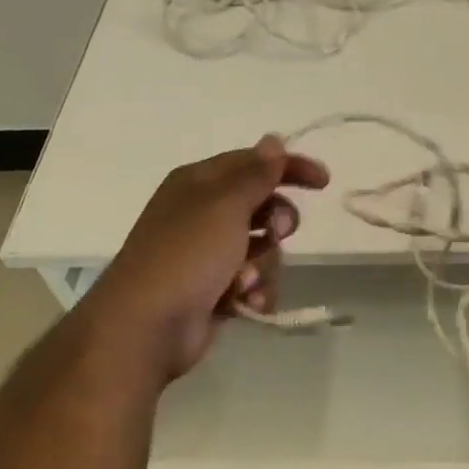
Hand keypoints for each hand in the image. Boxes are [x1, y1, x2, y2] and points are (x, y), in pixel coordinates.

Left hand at [78, 135, 328, 382]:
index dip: (289, 167)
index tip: (323, 182)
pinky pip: (253, 281)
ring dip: (264, 264)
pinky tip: (247, 303)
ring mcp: (207, 254)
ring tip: (246, 282)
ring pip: (262, 247)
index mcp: (199, 183)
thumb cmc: (186, 255)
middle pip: (261, 205)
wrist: (145, 328)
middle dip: (277, 221)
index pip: (253, 162)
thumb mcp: (225, 205)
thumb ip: (255, 173)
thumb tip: (273, 140)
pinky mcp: (214, 290)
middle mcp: (202, 213)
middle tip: (277, 232)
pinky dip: (255, 290)